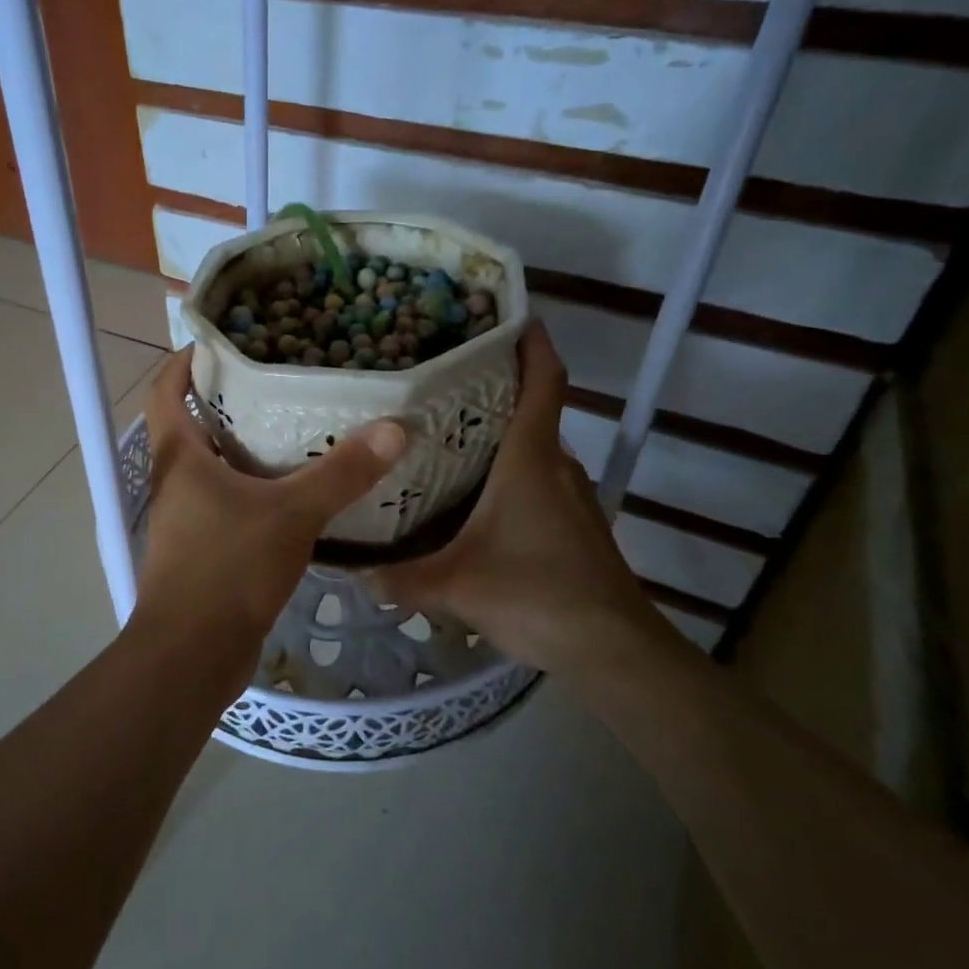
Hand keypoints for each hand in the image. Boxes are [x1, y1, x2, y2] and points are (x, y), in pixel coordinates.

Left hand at [132, 348, 407, 699]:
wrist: (192, 656)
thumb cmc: (227, 569)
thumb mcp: (291, 514)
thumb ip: (341, 474)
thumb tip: (393, 429)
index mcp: (179, 458)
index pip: (165, 391)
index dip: (184, 362)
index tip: (221, 342)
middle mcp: (176, 482)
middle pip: (194, 425)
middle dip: (229, 400)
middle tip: (281, 380)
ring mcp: (187, 519)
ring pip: (215, 468)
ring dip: (247, 447)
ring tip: (299, 428)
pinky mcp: (205, 550)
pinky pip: (231, 504)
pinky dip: (258, 490)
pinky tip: (300, 492)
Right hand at [375, 323, 676, 676]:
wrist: (614, 651)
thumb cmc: (535, 595)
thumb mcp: (454, 586)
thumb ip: (400, 579)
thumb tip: (354, 575)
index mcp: (532, 459)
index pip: (544, 382)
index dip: (533, 344)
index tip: (510, 316)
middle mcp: (557, 466)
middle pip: (532, 412)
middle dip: (496, 392)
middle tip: (441, 386)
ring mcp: (573, 497)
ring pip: (535, 451)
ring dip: (502, 439)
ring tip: (448, 439)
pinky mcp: (578, 526)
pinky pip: (541, 482)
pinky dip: (512, 475)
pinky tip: (476, 502)